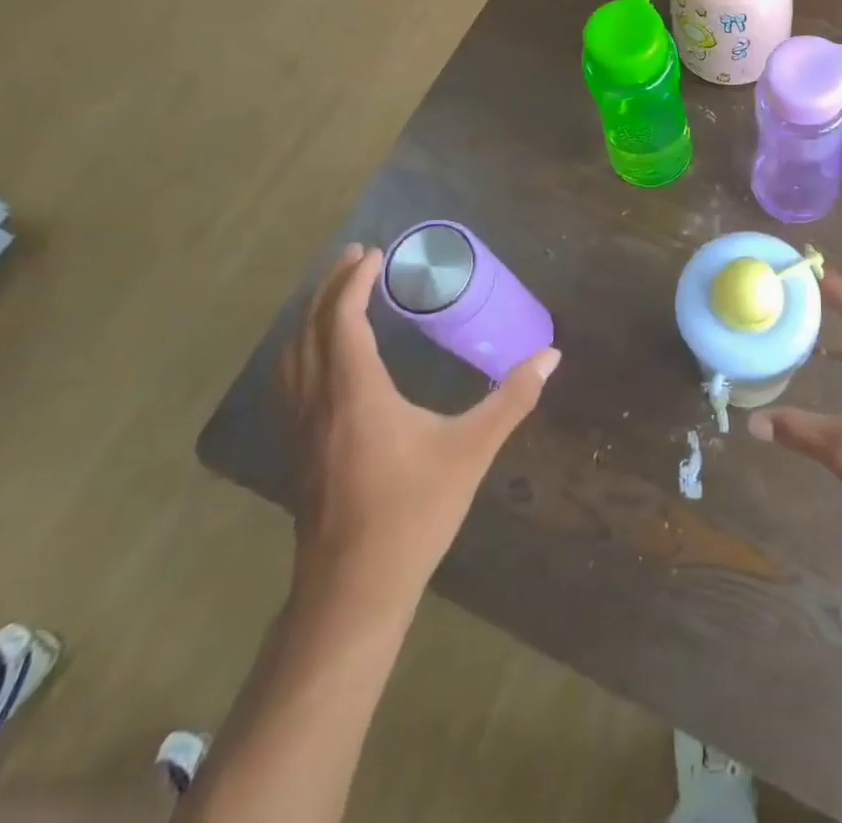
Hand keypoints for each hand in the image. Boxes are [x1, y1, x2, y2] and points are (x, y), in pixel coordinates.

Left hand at [278, 244, 559, 592]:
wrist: (354, 589)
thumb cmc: (413, 511)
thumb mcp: (471, 449)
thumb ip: (512, 399)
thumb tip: (551, 356)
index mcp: (356, 391)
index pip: (342, 318)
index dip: (354, 281)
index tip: (375, 253)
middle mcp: (319, 400)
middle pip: (309, 328)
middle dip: (329, 287)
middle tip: (356, 258)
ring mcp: (301, 427)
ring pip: (292, 355)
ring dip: (311, 315)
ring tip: (336, 295)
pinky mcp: (298, 450)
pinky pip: (290, 379)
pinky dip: (303, 348)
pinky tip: (323, 356)